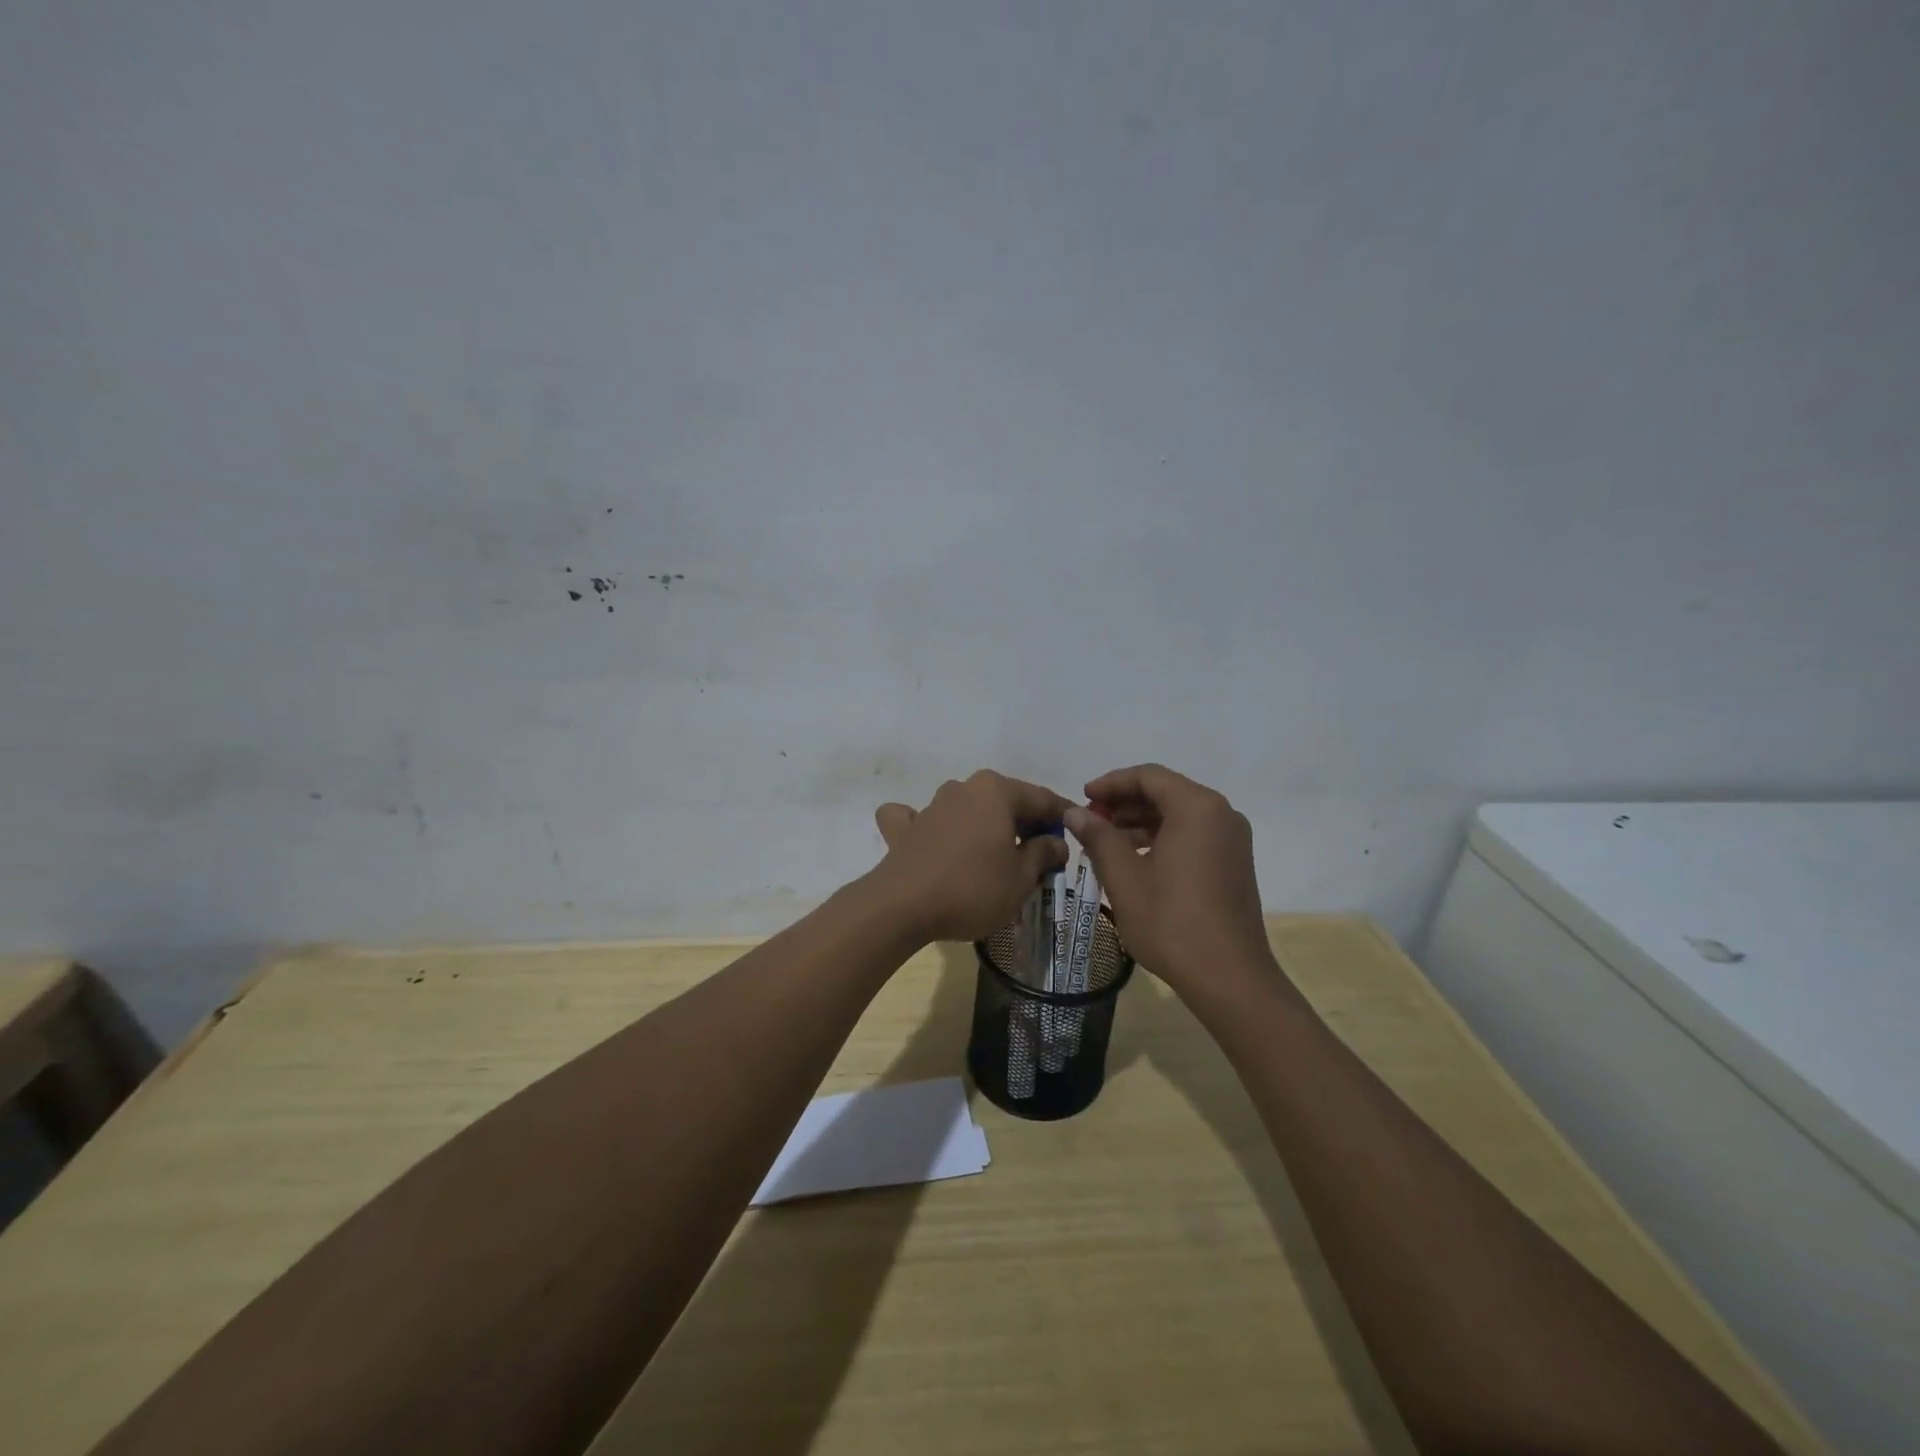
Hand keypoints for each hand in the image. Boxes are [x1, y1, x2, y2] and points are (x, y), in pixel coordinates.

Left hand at [871, 771, 1072, 942]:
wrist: (902, 906)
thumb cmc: (973, 888)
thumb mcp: (1021, 877)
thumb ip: (1043, 853)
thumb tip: (1056, 841)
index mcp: (996, 791)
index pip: (1041, 798)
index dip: (1063, 815)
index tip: (1078, 831)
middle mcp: (963, 788)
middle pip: (1004, 801)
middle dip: (1024, 822)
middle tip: (1041, 851)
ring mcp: (930, 806)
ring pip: (965, 808)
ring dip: (982, 825)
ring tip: (994, 854)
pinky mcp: (903, 829)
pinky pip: (918, 820)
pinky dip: (927, 826)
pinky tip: (930, 840)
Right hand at [1064, 764, 1271, 990]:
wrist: (1229, 977)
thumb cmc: (1171, 921)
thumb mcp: (1124, 877)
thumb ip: (1098, 837)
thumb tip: (1074, 811)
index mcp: (1197, 807)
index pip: (1148, 776)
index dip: (1111, 783)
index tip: (1082, 797)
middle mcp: (1221, 814)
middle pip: (1166, 792)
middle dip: (1125, 803)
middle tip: (1090, 820)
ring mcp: (1232, 840)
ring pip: (1179, 815)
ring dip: (1141, 822)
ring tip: (1105, 842)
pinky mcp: (1234, 864)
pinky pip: (1193, 835)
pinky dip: (1162, 839)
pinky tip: (1134, 860)